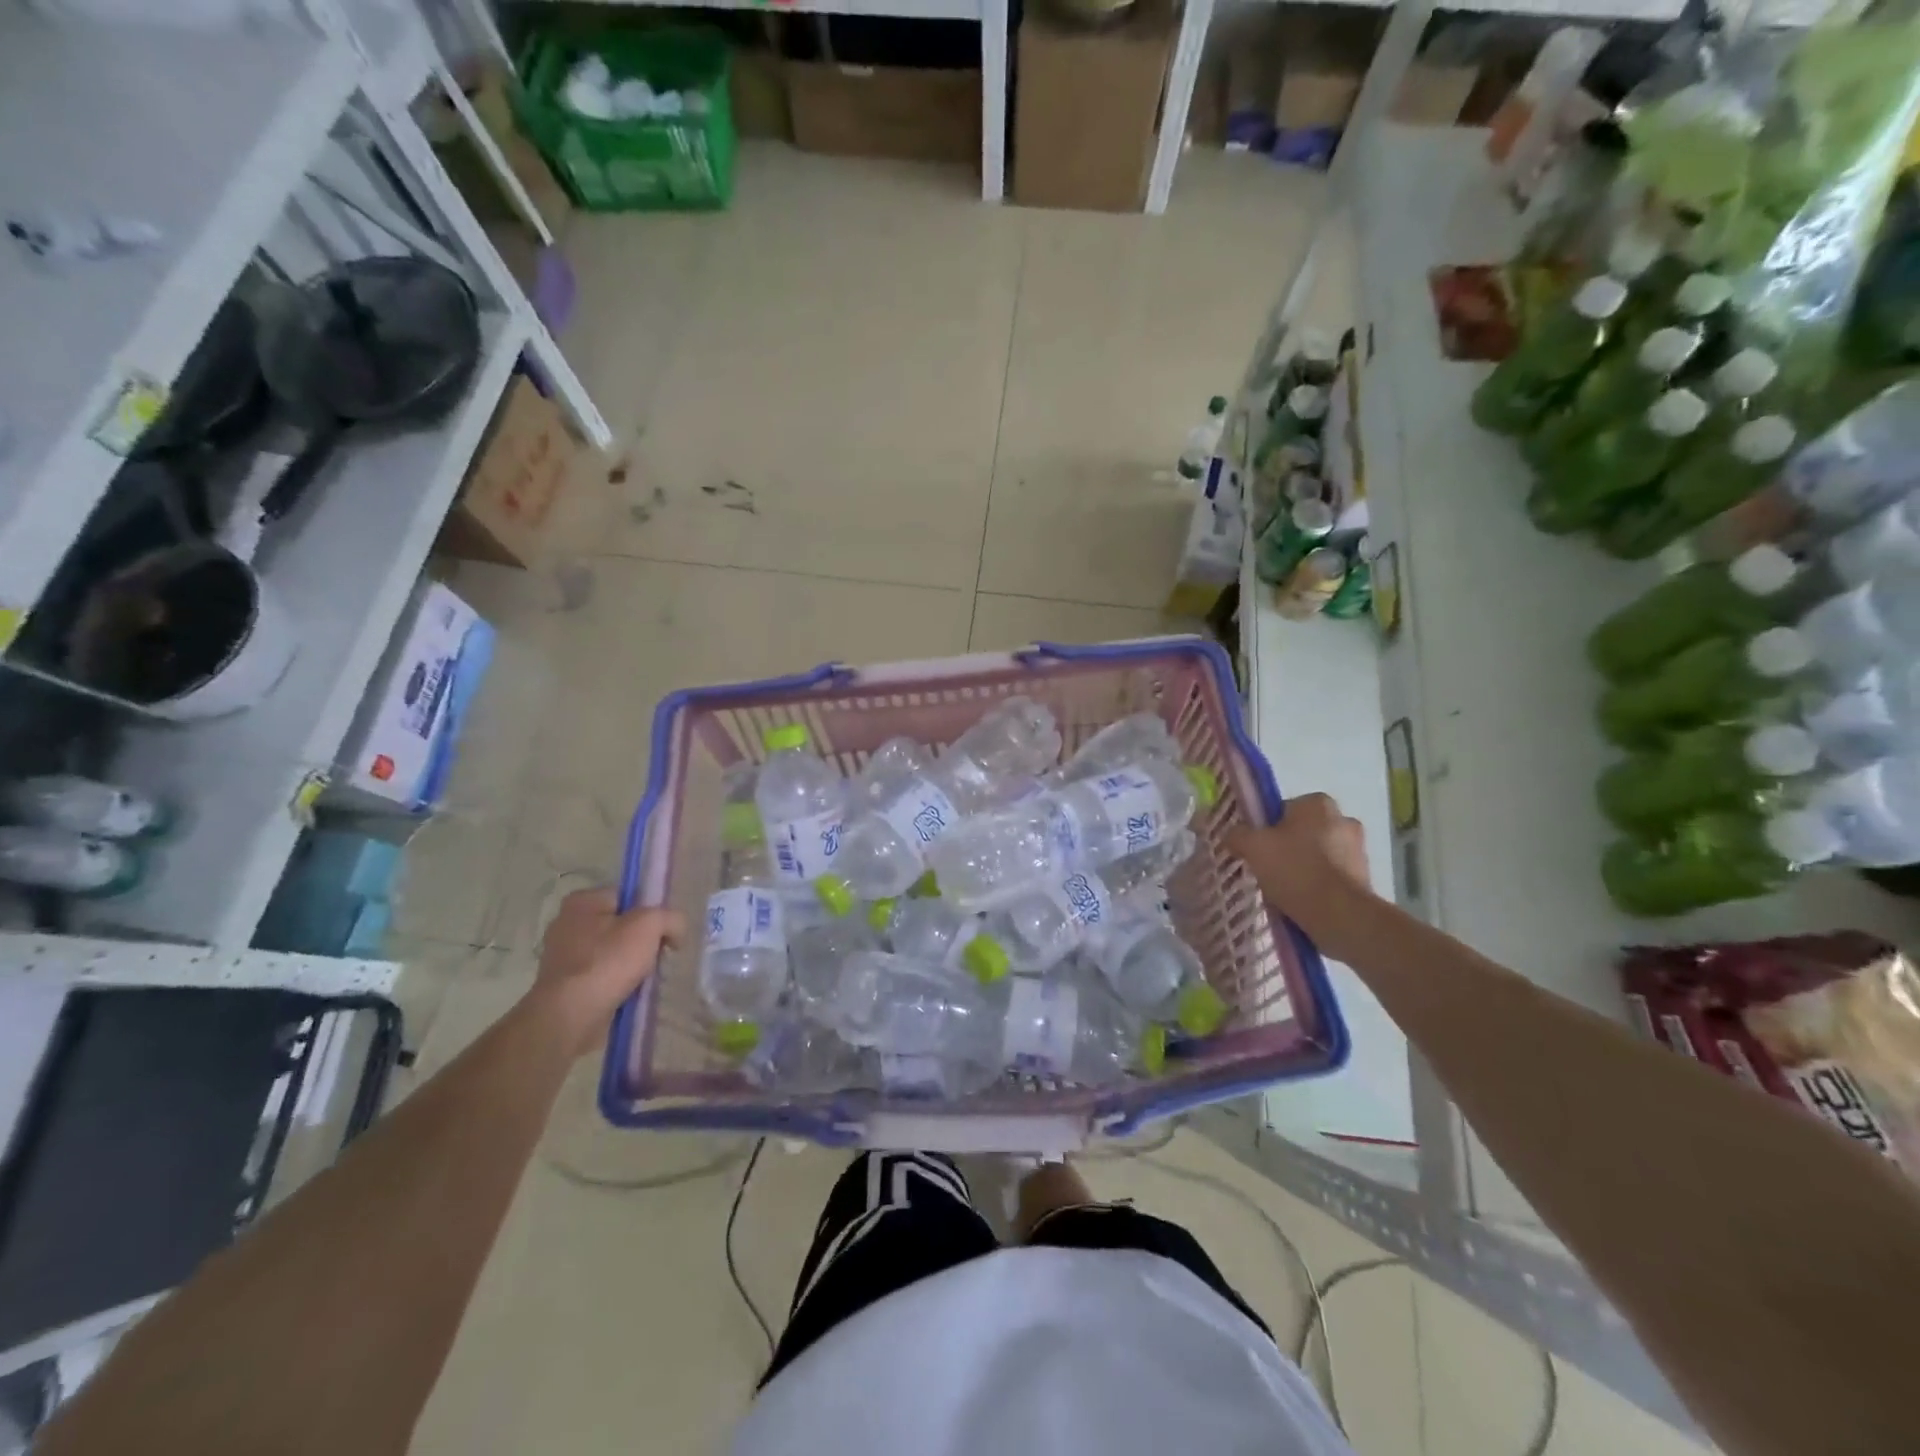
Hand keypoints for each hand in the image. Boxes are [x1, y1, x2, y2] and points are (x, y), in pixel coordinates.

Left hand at [531, 888, 683, 1050]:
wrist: (571, 1016)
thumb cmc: (607, 961)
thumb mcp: (650, 925)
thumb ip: (671, 918)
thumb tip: (675, 932)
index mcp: (582, 902)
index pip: (628, 897)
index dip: (651, 911)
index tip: (664, 932)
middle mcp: (567, 925)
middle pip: (621, 926)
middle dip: (642, 941)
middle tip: (657, 956)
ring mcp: (563, 958)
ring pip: (613, 953)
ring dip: (632, 965)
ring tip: (645, 978)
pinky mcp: (565, 986)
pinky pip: (602, 977)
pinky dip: (617, 984)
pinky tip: (630, 993)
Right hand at [1226, 793, 1375, 959]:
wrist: (1339, 915)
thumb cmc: (1295, 870)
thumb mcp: (1252, 847)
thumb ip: (1237, 834)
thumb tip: (1232, 835)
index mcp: (1318, 803)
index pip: (1282, 809)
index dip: (1265, 828)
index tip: (1256, 848)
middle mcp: (1344, 819)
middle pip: (1301, 831)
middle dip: (1286, 847)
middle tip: (1266, 868)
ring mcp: (1358, 849)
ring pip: (1317, 854)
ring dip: (1302, 866)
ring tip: (1282, 889)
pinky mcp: (1364, 877)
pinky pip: (1330, 876)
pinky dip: (1316, 884)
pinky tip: (1301, 900)